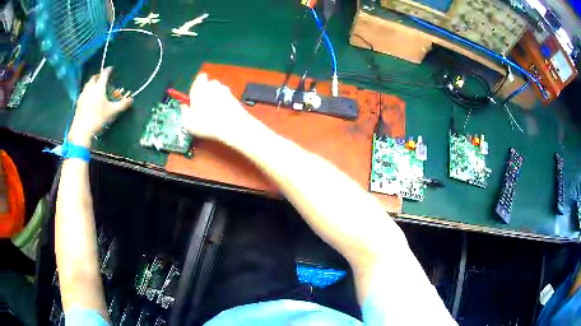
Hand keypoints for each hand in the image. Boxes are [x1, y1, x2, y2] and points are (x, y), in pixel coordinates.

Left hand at [68, 67, 132, 146]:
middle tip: (102, 77)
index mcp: (99, 87)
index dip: (108, 70)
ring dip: (91, 82)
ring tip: (95, 85)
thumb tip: (131, 99)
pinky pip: (83, 92)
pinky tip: (88, 97)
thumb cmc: (98, 118)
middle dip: (98, 75)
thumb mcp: (112, 112)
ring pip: (87, 84)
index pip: (104, 75)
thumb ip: (122, 105)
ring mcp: (83, 95)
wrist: (82, 130)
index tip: (111, 68)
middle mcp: (90, 88)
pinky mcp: (78, 103)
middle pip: (94, 78)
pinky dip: (87, 91)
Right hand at [181, 73, 254, 141]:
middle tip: (201, 108)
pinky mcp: (235, 98)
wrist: (233, 126)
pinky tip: (220, 117)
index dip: (196, 87)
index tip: (194, 98)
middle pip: (208, 85)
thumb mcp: (187, 121)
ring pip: (217, 92)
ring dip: (214, 100)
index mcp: (201, 85)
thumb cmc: (207, 123)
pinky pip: (225, 99)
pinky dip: (222, 105)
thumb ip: (184, 111)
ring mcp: (226, 90)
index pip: (199, 78)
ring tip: (212, 115)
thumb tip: (184, 107)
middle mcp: (214, 84)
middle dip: (205, 94)